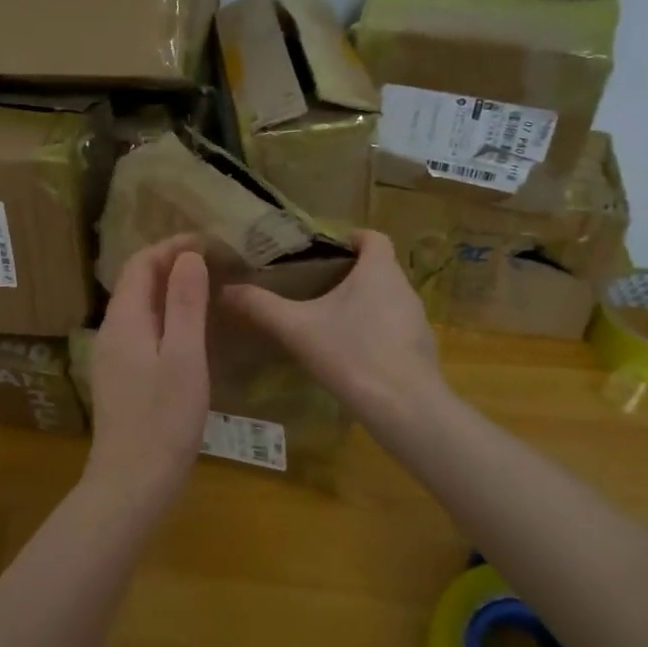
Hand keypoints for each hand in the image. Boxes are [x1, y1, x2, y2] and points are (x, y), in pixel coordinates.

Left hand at [86, 237, 210, 503]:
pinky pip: (142, 330)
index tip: (208, 242)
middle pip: (136, 282)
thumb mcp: (185, 358)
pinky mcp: (120, 378)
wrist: (131, 484)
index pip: (140, 263)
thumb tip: (187, 256)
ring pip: (139, 307)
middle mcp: (111, 331)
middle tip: (213, 263)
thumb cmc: (163, 420)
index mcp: (124, 320)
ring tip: (207, 289)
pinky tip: (191, 331)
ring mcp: (112, 357)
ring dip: (168, 291)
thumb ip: (185, 304)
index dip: (171, 246)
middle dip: (170, 264)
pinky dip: (166, 317)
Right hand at [221, 230, 444, 437]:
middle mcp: (404, 288)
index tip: (325, 251)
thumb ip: (261, 306)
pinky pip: (394, 329)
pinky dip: (375, 332)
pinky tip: (351, 354)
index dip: (351, 238)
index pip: (373, 237)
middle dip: (349, 274)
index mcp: (379, 271)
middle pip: (379, 268)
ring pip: (387, 300)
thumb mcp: (296, 328)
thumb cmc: (351, 354)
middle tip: (314, 287)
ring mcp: (417, 321)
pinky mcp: (422, 351)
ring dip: (363, 304)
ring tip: (329, 321)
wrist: (405, 408)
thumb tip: (225, 290)